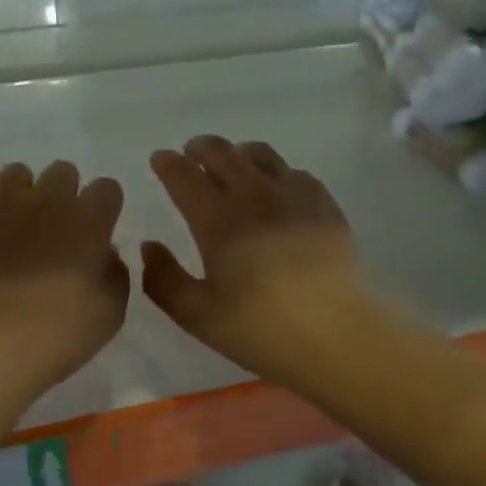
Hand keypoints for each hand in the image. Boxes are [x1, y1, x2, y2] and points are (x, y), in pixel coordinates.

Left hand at [0, 160, 128, 394]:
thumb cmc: (57, 334)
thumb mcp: (109, 313)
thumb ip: (113, 273)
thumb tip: (102, 254)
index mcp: (89, 219)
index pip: (107, 188)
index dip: (103, 208)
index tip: (97, 230)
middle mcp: (47, 199)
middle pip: (63, 171)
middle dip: (63, 193)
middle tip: (56, 229)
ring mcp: (1, 202)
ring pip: (17, 174)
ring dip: (22, 195)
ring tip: (14, 229)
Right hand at [142, 136, 363, 387]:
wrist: (335, 337)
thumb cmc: (260, 330)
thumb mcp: (197, 316)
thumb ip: (163, 279)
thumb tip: (150, 246)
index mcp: (218, 221)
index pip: (185, 176)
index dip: (168, 163)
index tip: (160, 158)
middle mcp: (254, 196)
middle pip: (222, 153)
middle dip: (200, 148)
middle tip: (191, 153)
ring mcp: (293, 195)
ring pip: (260, 154)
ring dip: (237, 152)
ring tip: (232, 162)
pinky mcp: (324, 204)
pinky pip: (294, 172)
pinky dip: (275, 172)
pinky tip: (276, 189)